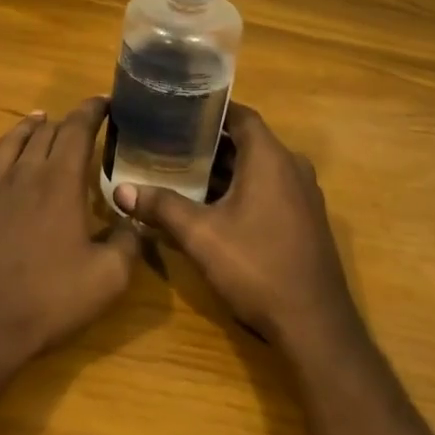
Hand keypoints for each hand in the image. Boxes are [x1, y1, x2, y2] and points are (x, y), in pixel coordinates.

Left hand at [0, 97, 139, 389]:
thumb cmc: (49, 302)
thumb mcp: (109, 278)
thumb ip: (128, 241)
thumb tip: (136, 218)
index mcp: (61, 182)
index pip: (78, 131)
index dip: (93, 111)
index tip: (105, 103)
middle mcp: (25, 174)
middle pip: (46, 134)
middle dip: (65, 123)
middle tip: (79, 123)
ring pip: (10, 143)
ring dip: (26, 127)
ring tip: (37, 117)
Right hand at [111, 104, 363, 358]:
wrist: (314, 324)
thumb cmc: (257, 267)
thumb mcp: (201, 236)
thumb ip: (161, 207)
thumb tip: (120, 190)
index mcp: (270, 158)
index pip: (239, 115)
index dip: (208, 110)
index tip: (176, 111)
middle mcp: (292, 167)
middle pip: (247, 141)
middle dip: (209, 142)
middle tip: (169, 143)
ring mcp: (303, 194)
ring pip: (258, 167)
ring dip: (225, 169)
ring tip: (182, 171)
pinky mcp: (305, 219)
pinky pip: (270, 188)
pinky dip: (242, 188)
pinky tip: (212, 206)